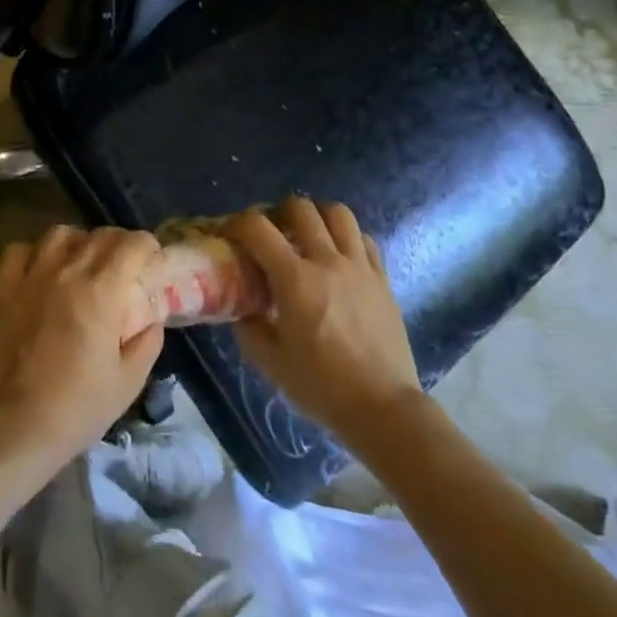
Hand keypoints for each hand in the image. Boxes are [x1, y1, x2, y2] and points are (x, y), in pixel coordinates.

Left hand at [0, 224, 165, 480]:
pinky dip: (34, 252)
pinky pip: (19, 250)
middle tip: (123, 264)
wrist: (21, 424)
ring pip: (59, 234)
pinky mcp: (5, 288)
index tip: (151, 259)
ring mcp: (32, 276)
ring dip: (78, 242)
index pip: (131, 244)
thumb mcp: (130, 380)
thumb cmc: (80, 406)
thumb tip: (151, 316)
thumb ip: (147, 340)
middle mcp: (67, 271)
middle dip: (118, 243)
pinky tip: (42, 269)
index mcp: (102, 291)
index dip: (147, 246)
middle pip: (99, 235)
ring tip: (81, 261)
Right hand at [228, 197, 421, 443]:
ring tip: (309, 235)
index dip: (239, 223)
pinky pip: (365, 239)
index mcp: (294, 279)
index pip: (258, 228)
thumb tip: (242, 308)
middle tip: (273, 231)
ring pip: (339, 213)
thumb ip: (249, 328)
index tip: (233, 234)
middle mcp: (327, 261)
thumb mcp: (271, 362)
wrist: (383, 408)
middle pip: (301, 208)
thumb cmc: (322, 386)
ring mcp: (359, 267)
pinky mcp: (382, 279)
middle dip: (279, 211)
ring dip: (318, 216)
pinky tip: (340, 256)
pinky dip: (348, 237)